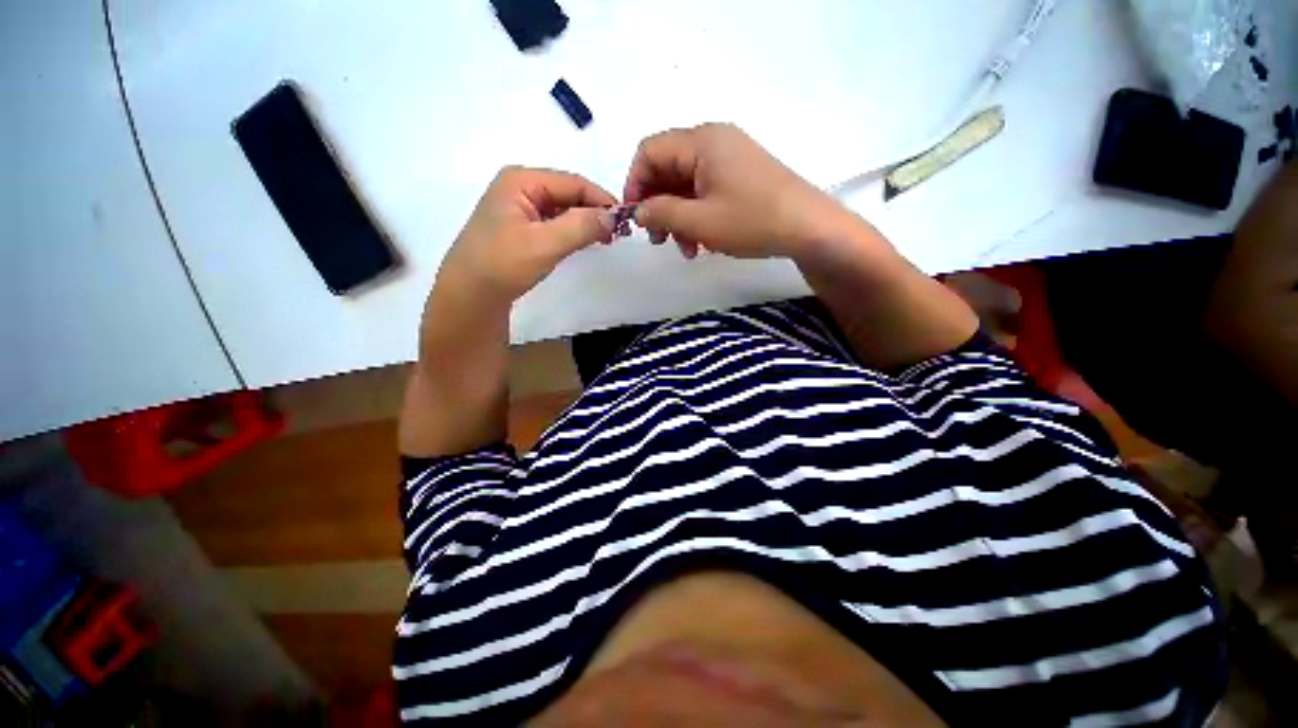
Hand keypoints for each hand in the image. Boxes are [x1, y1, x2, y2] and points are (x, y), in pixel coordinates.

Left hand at [439, 166, 617, 301]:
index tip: (625, 220)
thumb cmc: (503, 264)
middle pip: (567, 193)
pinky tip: (583, 242)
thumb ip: (581, 226)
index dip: (601, 200)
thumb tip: (612, 217)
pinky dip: (571, 231)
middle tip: (617, 233)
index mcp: (521, 181)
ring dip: (584, 222)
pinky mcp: (520, 229)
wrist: (470, 295)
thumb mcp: (545, 244)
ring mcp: (518, 209)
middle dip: (594, 211)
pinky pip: (553, 223)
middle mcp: (519, 188)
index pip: (573, 183)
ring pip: (562, 209)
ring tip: (605, 239)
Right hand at [624, 123, 848, 259]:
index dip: (635, 184)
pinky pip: (706, 190)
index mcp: (701, 142)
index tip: (635, 218)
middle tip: (660, 241)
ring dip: (678, 217)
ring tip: (686, 249)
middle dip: (658, 206)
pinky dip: (697, 215)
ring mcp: (730, 158)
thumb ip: (661, 213)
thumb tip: (638, 211)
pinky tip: (703, 242)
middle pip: (668, 168)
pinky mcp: (740, 175)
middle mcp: (714, 141)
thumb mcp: (699, 221)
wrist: (808, 227)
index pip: (649, 151)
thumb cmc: (751, 221)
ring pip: (687, 184)